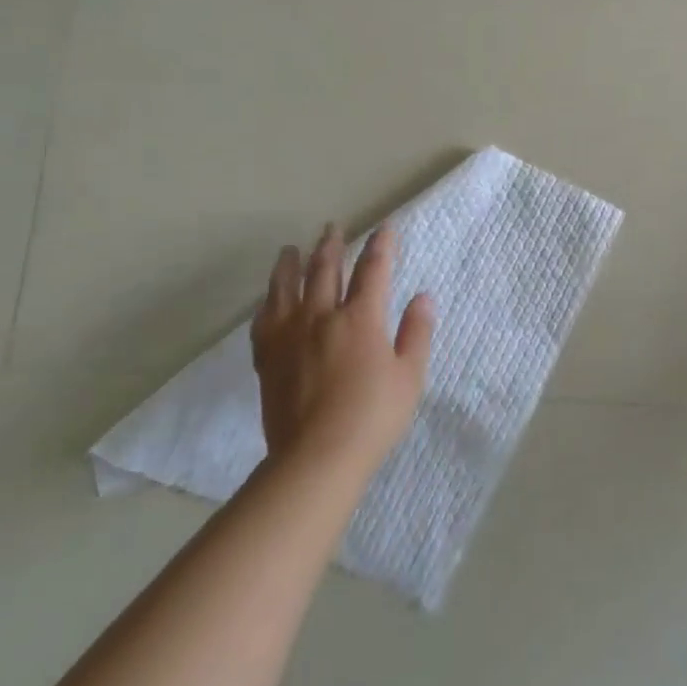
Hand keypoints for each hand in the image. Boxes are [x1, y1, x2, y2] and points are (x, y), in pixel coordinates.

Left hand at [251, 224, 434, 474]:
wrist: (316, 457)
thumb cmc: (373, 416)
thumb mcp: (409, 376)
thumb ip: (416, 332)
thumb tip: (423, 296)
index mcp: (360, 318)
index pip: (373, 270)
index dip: (381, 246)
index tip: (385, 228)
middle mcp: (322, 317)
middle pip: (324, 270)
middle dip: (330, 245)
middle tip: (332, 228)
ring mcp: (290, 336)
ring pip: (287, 288)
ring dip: (291, 265)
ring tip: (290, 250)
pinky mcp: (268, 359)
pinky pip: (263, 321)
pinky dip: (268, 303)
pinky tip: (268, 300)